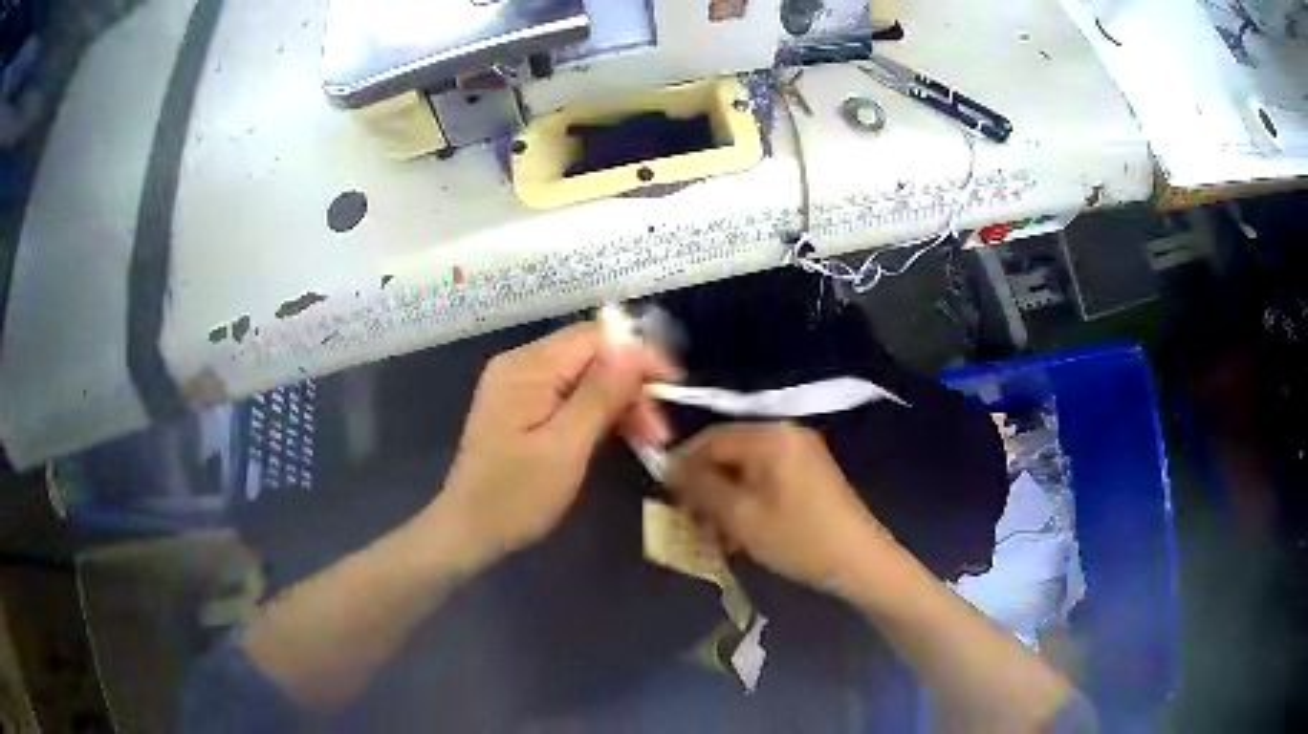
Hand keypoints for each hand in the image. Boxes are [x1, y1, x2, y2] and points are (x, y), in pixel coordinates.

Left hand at [431, 321, 680, 565]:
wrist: (469, 530)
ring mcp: (519, 384)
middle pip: (592, 355)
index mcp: (527, 368)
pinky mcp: (522, 405)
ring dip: (619, 401)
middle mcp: (521, 364)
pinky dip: (598, 411)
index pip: (596, 338)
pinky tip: (619, 434)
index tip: (673, 386)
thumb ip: (600, 395)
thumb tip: (635, 349)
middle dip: (631, 385)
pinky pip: (570, 393)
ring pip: (585, 375)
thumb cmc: (516, 496)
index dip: (638, 355)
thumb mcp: (565, 448)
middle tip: (659, 431)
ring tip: (648, 439)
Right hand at [665, 422, 891, 594]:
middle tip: (695, 528)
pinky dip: (749, 504)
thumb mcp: (741, 516)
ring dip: (726, 503)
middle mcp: (786, 435)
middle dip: (706, 492)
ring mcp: (801, 453)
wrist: (861, 561)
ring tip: (719, 541)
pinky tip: (744, 535)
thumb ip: (700, 487)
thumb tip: (669, 467)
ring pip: (745, 472)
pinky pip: (766, 481)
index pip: (710, 440)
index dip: (683, 469)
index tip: (668, 501)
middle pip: (728, 456)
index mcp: (770, 436)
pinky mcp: (810, 474)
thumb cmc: (799, 538)